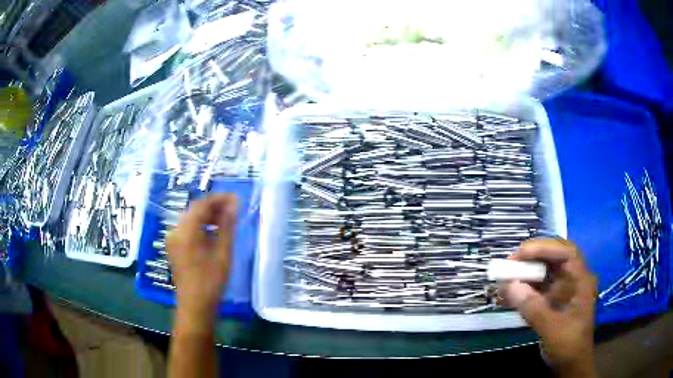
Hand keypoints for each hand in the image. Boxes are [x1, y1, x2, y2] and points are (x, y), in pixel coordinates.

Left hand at [166, 194, 236, 329]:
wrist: (195, 305)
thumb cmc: (211, 280)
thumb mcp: (222, 252)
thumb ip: (227, 226)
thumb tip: (233, 205)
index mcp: (185, 230)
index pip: (201, 204)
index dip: (218, 198)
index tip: (235, 198)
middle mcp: (175, 230)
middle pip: (194, 210)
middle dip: (213, 207)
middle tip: (232, 208)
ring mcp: (173, 239)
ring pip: (190, 219)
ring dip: (207, 216)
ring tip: (226, 219)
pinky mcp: (174, 247)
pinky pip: (187, 229)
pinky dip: (200, 226)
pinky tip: (213, 231)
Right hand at [499, 239, 596, 376]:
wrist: (570, 365)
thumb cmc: (569, 346)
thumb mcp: (553, 329)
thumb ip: (534, 309)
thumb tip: (509, 286)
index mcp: (581, 281)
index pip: (566, 253)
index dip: (545, 247)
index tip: (521, 253)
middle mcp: (573, 280)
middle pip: (554, 258)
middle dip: (533, 257)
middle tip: (511, 262)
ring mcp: (563, 291)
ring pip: (545, 272)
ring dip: (526, 272)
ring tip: (506, 276)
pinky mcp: (552, 302)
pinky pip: (537, 289)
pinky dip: (523, 289)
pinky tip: (509, 293)